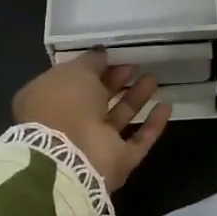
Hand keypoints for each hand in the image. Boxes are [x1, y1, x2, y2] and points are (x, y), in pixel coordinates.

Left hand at [12, 51, 170, 191]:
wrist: (70, 156)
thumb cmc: (64, 104)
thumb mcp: (74, 71)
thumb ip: (90, 61)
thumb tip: (101, 54)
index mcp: (49, 101)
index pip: (72, 81)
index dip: (93, 67)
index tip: (113, 55)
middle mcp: (70, 123)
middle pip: (97, 99)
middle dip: (116, 81)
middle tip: (135, 64)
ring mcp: (94, 145)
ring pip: (118, 118)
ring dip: (135, 99)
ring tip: (153, 79)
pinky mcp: (117, 161)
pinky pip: (138, 141)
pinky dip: (152, 125)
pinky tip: (167, 106)